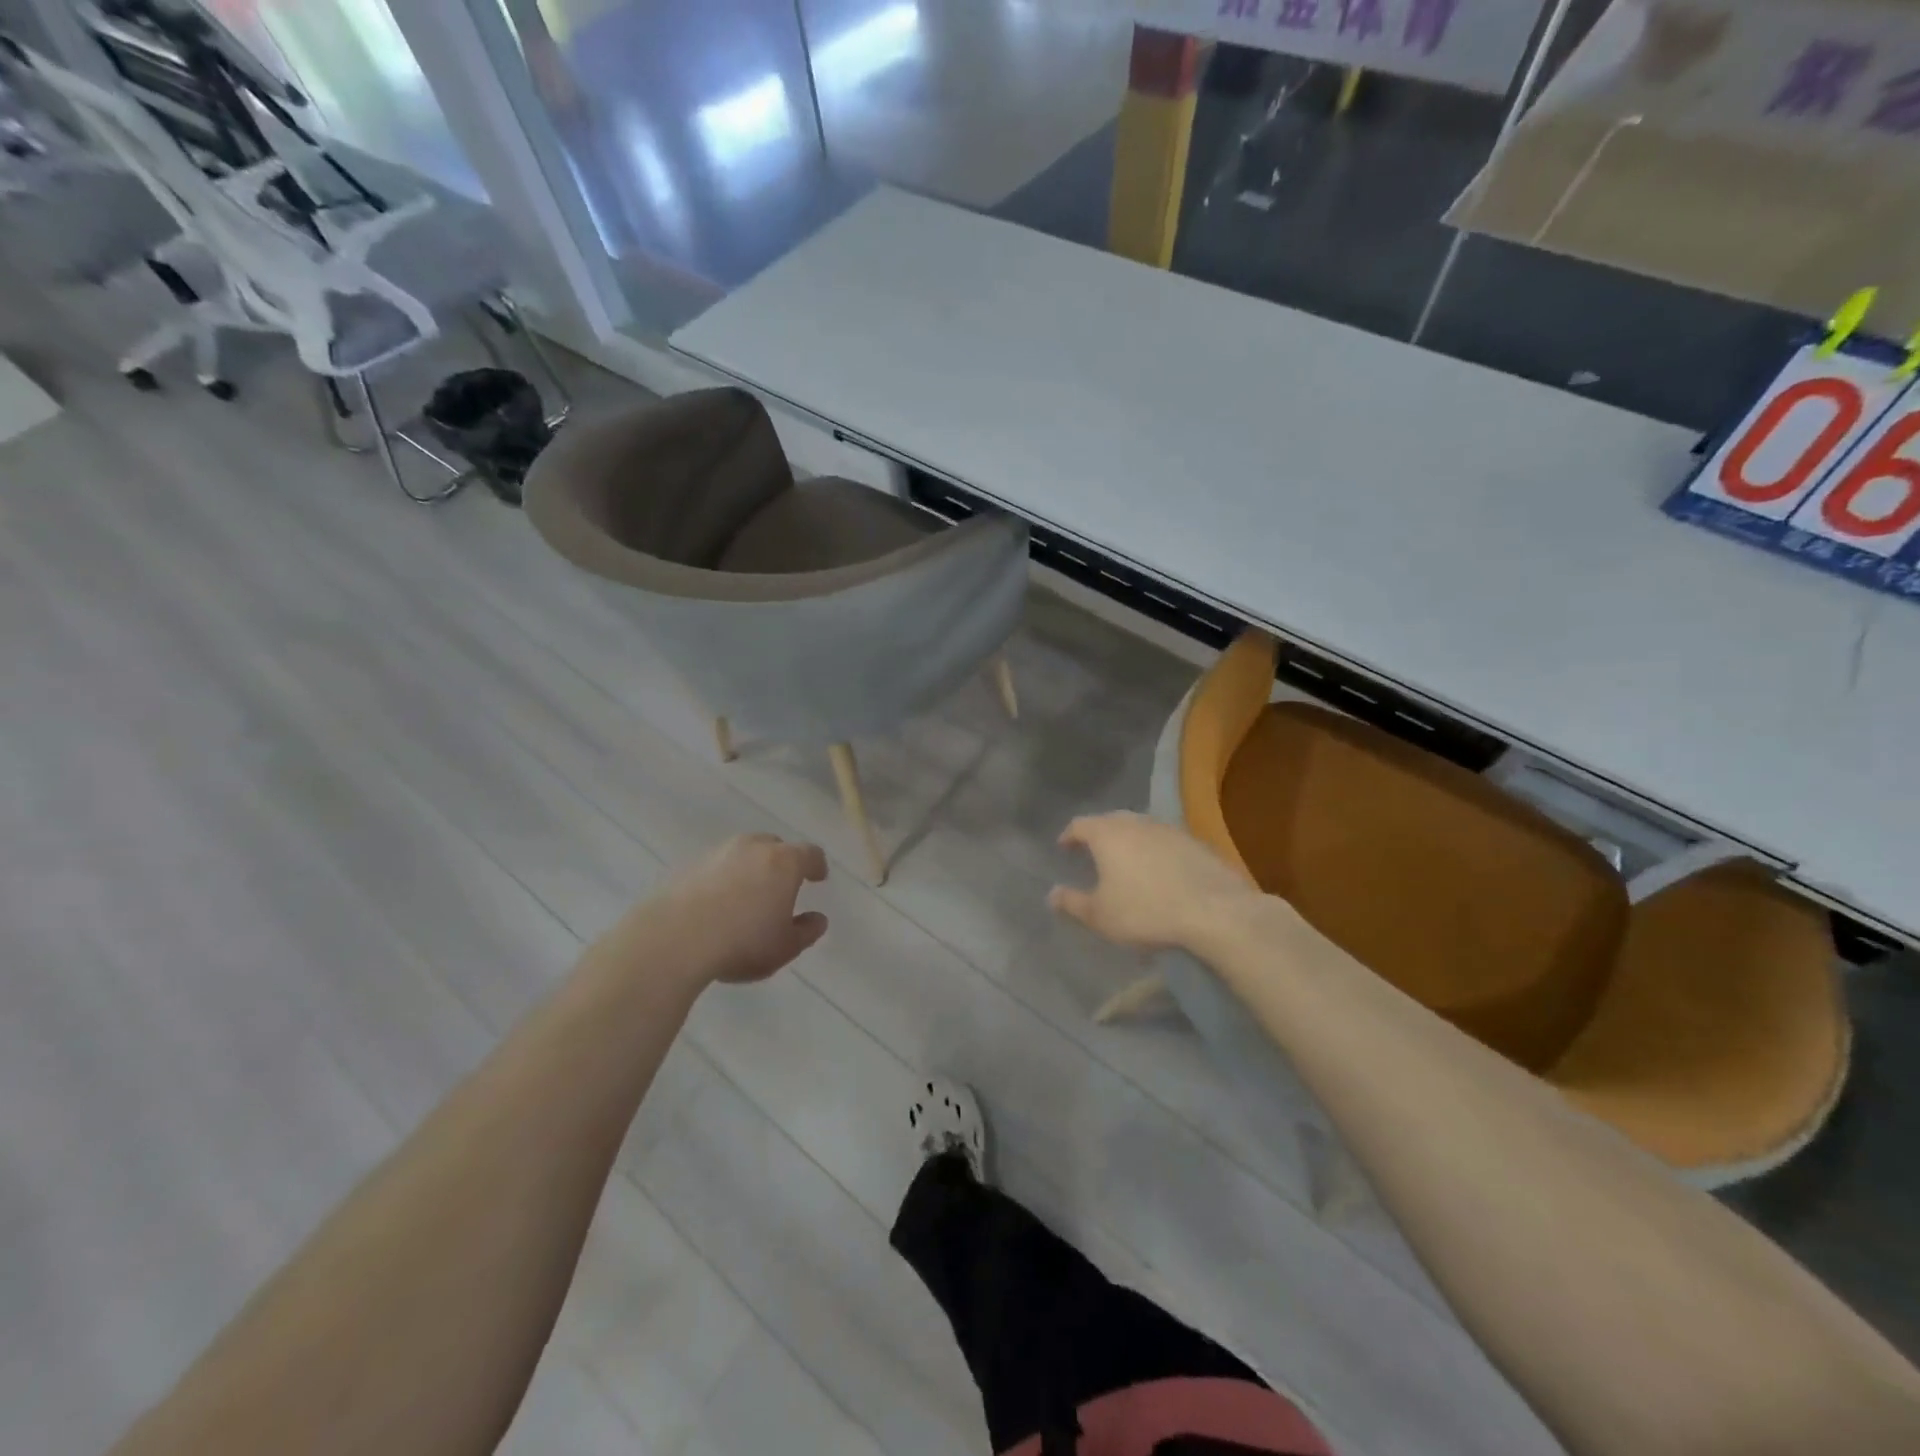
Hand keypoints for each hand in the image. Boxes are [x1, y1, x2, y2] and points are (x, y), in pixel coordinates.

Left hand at [605, 834, 828, 987]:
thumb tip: (818, 919)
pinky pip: (716, 866)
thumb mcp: (785, 947)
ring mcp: (718, 852)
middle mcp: (754, 847)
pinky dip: (723, 878)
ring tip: (747, 894)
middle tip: (782, 885)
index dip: (816, 866)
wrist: (673, 939)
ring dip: (750, 868)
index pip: (810, 854)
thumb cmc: (742, 942)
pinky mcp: (689, 865)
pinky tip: (717, 903)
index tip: (818, 877)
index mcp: (785, 862)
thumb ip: (806, 932)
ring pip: (743, 852)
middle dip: (782, 862)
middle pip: (775, 846)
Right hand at [1048, 812, 1260, 952]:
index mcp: (1107, 834)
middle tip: (1092, 851)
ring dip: (1129, 840)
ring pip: (1140, 828)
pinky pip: (1164, 841)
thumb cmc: (1145, 911)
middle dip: (1099, 834)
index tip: (1063, 847)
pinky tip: (1158, 870)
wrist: (1214, 912)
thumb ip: (1072, 903)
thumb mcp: (1100, 916)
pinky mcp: (1195, 842)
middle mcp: (1136, 822)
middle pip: (1111, 820)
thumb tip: (1052, 893)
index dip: (1069, 836)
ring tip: (1125, 861)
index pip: (1080, 825)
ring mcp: (1169, 829)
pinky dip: (1154, 850)